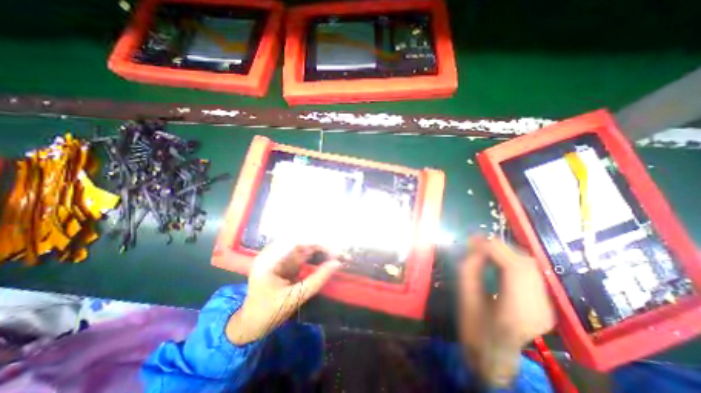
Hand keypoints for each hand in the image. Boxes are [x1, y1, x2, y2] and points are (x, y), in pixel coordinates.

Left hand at [227, 243, 343, 345]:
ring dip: (319, 250)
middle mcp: (272, 253)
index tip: (334, 250)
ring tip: (335, 254)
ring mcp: (277, 257)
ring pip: (303, 247)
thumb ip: (316, 280)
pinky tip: (325, 256)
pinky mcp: (283, 262)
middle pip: (301, 242)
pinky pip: (301, 254)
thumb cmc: (268, 312)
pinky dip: (314, 255)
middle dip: (321, 246)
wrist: (250, 324)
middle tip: (338, 253)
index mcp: (269, 260)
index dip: (317, 243)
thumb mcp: (295, 298)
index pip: (297, 242)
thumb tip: (337, 264)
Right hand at [462, 237, 552, 385]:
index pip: (513, 269)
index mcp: (516, 311)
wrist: (494, 354)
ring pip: (532, 267)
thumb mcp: (466, 296)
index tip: (475, 239)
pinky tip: (500, 261)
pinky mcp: (546, 306)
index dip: (494, 249)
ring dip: (508, 253)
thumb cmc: (474, 327)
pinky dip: (515, 262)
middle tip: (479, 241)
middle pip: (526, 265)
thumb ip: (469, 268)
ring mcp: (547, 308)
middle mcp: (539, 309)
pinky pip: (532, 274)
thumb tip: (473, 244)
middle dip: (501, 247)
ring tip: (487, 248)